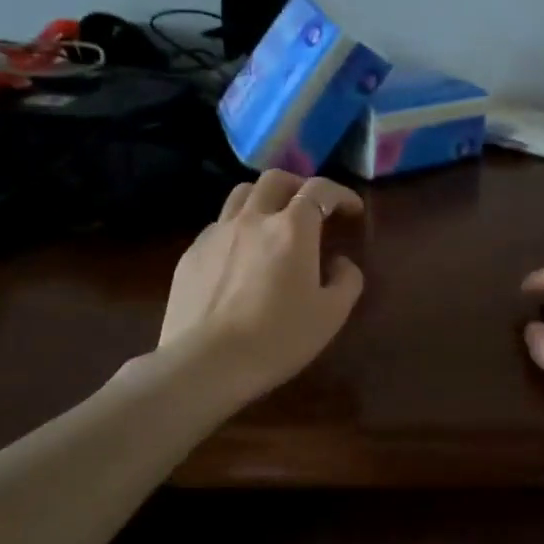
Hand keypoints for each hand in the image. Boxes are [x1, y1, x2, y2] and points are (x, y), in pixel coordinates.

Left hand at [157, 170, 364, 402]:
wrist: (206, 363)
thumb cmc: (277, 338)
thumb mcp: (331, 315)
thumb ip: (346, 280)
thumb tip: (339, 263)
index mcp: (292, 229)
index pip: (319, 190)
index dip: (341, 194)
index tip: (352, 210)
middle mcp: (253, 219)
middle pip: (275, 179)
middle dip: (299, 186)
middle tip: (311, 209)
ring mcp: (216, 233)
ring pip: (241, 194)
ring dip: (264, 198)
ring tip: (273, 222)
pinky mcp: (191, 254)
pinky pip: (218, 225)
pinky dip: (238, 227)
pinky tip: (241, 256)